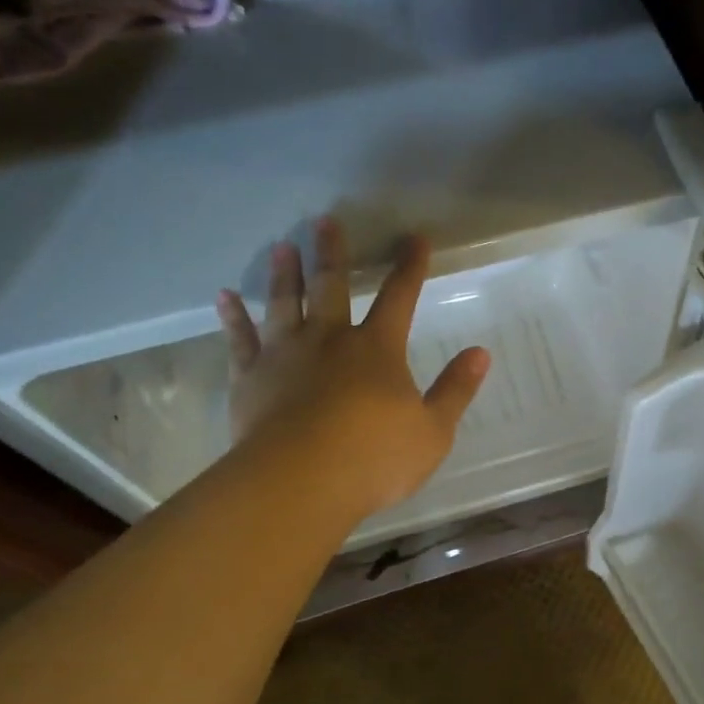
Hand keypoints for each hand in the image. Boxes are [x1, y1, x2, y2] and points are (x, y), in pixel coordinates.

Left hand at [216, 219, 489, 521]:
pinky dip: (232, 317)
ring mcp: (285, 356)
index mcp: (377, 350)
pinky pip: (239, 340)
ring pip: (283, 304)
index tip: (414, 238)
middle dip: (332, 253)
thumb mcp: (433, 431)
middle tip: (324, 221)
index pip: (400, 297)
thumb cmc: (374, 458)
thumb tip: (480, 354)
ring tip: (281, 247)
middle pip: (331, 287)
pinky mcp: (250, 378)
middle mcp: (330, 340)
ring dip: (283, 275)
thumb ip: (455, 391)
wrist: (300, 482)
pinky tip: (223, 297)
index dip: (410, 267)